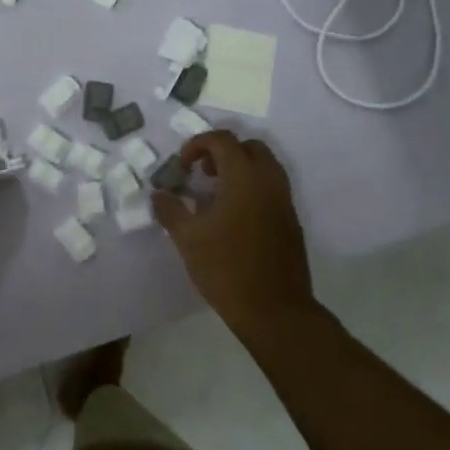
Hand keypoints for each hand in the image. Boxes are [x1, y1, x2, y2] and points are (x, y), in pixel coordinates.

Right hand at [152, 130, 314, 335]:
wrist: (275, 310)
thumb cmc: (227, 269)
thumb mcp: (188, 239)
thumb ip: (170, 210)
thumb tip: (159, 194)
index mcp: (244, 177)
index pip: (222, 140)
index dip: (198, 144)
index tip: (182, 166)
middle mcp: (269, 181)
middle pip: (248, 147)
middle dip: (222, 152)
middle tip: (202, 173)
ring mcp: (284, 201)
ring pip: (264, 166)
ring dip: (239, 169)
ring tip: (216, 194)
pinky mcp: (291, 221)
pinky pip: (271, 188)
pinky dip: (252, 187)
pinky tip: (233, 217)